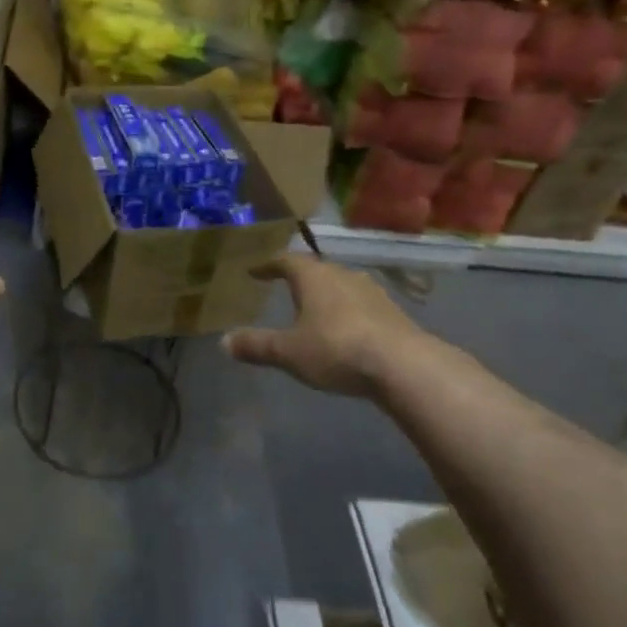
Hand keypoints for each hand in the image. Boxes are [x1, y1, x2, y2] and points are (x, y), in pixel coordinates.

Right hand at [224, 255, 455, 399]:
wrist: (403, 365)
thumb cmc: (336, 349)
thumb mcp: (288, 352)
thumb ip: (257, 345)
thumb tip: (224, 341)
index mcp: (314, 276)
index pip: (286, 261)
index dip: (268, 265)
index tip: (255, 271)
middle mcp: (343, 275)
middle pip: (316, 270)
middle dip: (299, 278)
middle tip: (285, 287)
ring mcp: (372, 292)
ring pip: (341, 286)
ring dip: (326, 295)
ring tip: (314, 310)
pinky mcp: (392, 312)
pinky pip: (361, 305)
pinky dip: (347, 312)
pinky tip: (345, 330)